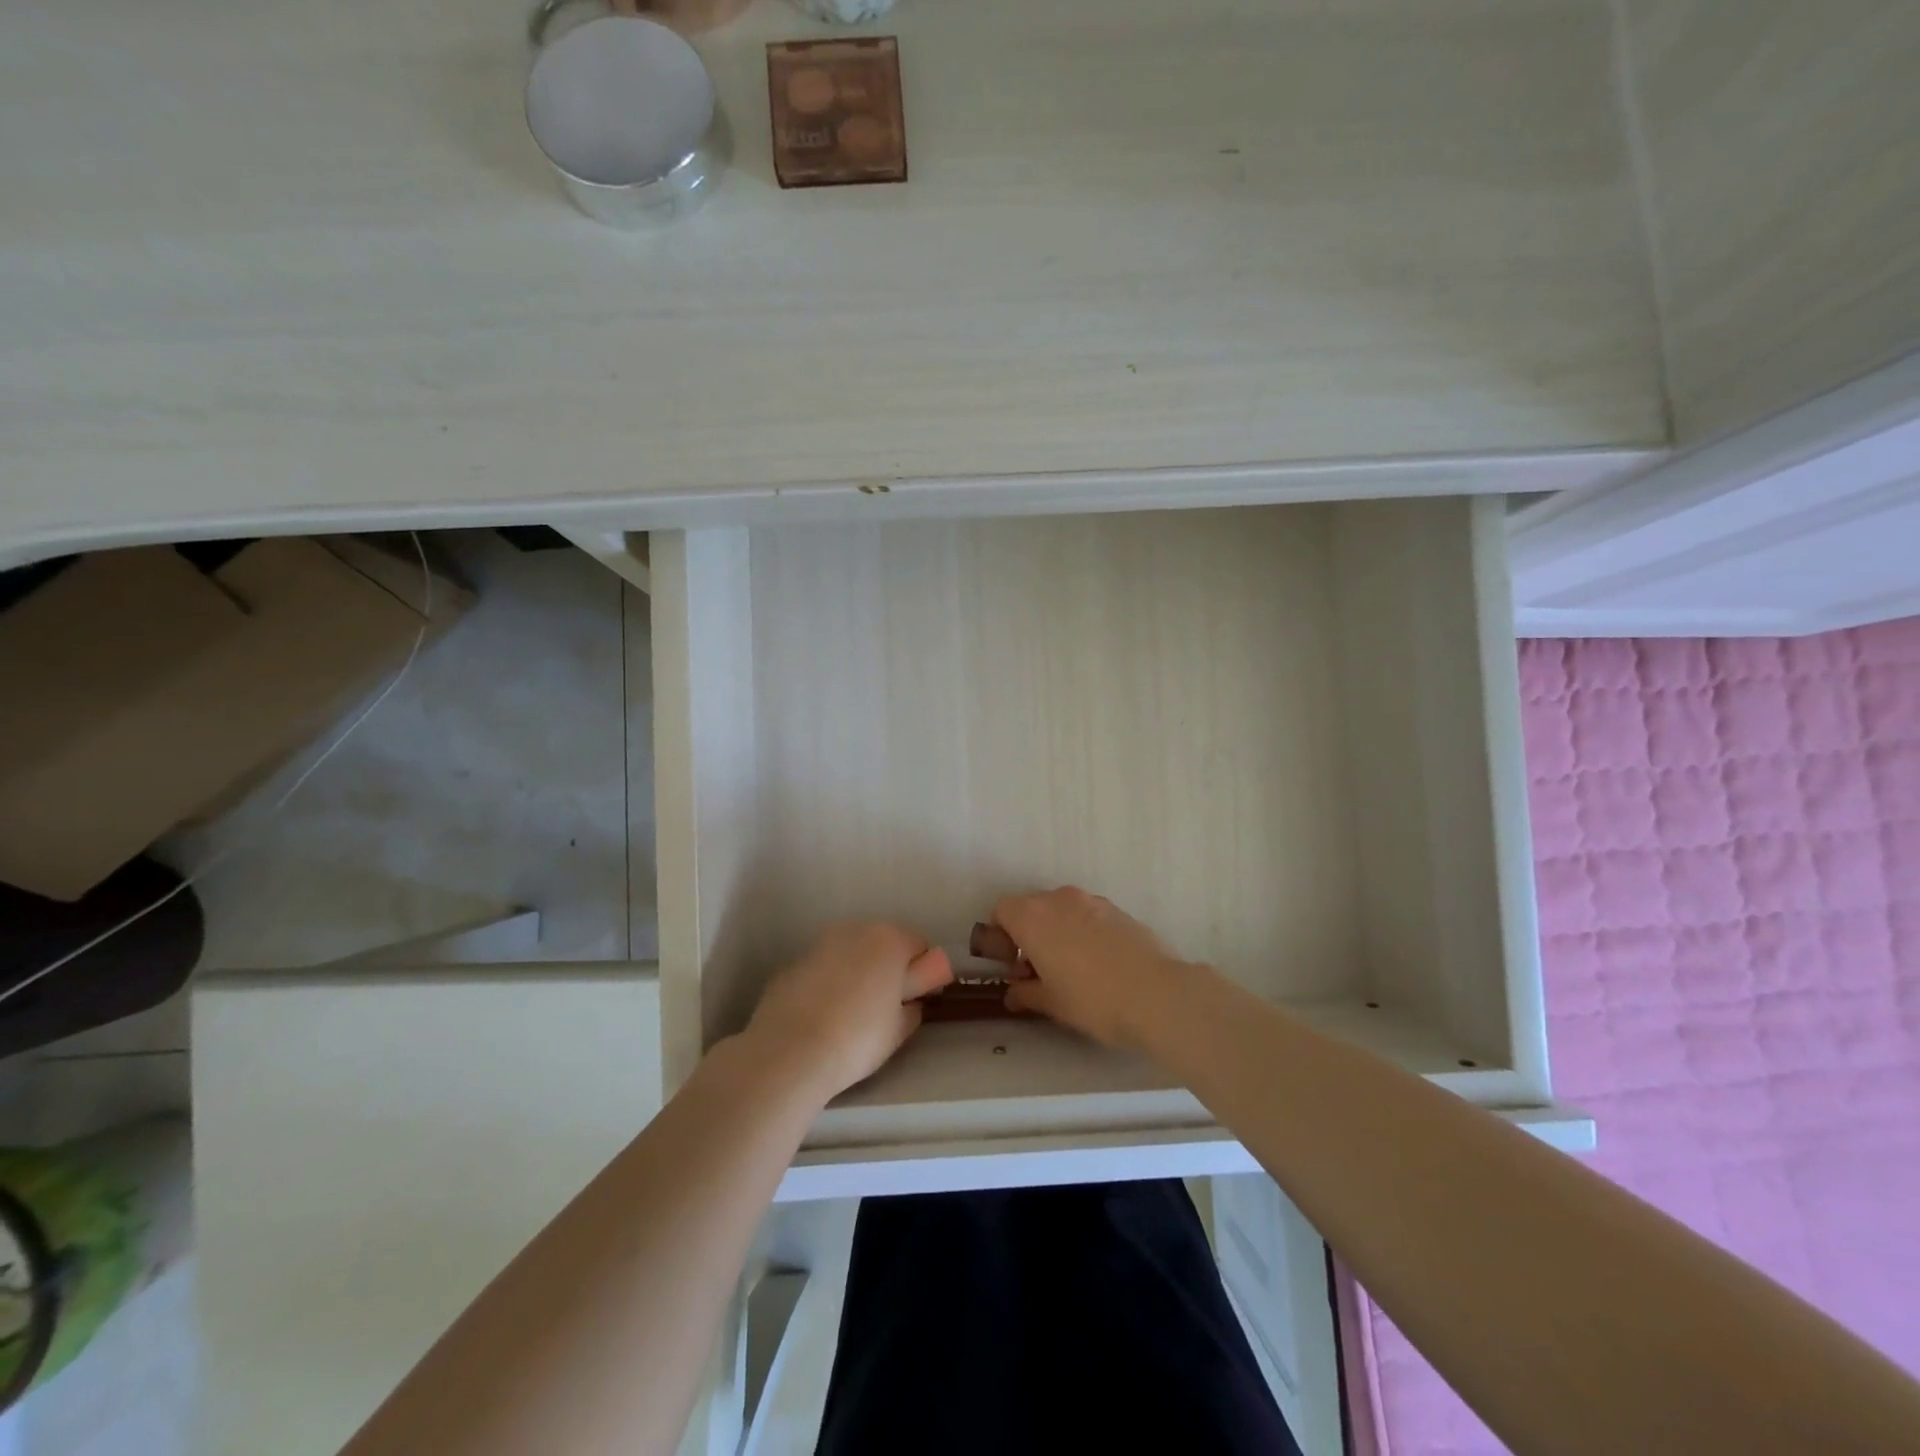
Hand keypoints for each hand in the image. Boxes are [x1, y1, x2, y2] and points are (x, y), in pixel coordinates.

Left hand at [744, 923, 951, 1099]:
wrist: (790, 1052)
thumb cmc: (857, 1038)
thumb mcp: (899, 1030)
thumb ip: (911, 1008)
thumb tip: (907, 1002)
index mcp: (889, 940)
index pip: (918, 945)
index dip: (921, 971)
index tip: (913, 998)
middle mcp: (855, 931)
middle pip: (881, 943)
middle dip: (886, 967)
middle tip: (884, 1006)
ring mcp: (819, 944)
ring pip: (849, 953)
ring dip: (855, 972)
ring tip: (848, 1013)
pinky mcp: (792, 964)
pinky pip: (821, 969)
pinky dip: (826, 984)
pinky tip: (819, 1017)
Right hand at [994, 888, 1188, 1049]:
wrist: (1156, 994)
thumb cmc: (1092, 1000)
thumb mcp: (1051, 1003)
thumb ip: (1025, 993)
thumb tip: (1013, 993)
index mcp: (1032, 917)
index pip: (1001, 911)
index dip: (1000, 936)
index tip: (1011, 965)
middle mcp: (1058, 899)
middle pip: (1031, 907)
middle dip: (1028, 934)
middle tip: (1037, 970)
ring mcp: (1091, 901)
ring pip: (1061, 910)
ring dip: (1056, 931)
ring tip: (1070, 968)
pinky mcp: (1118, 910)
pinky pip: (1087, 915)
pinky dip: (1082, 931)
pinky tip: (1098, 964)